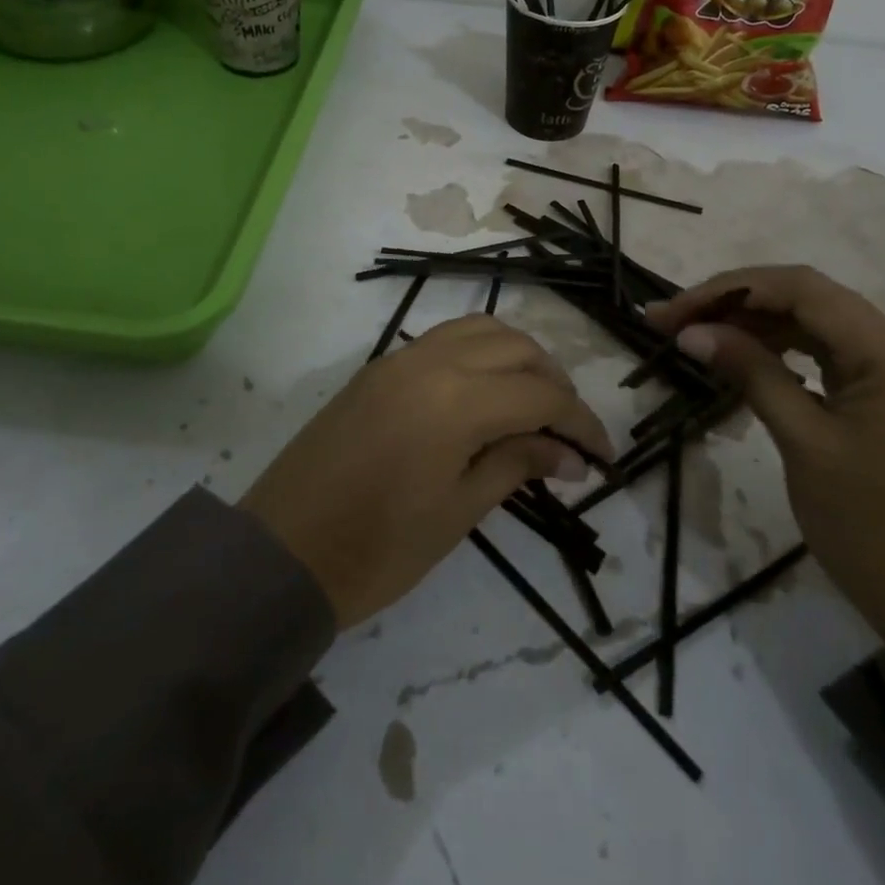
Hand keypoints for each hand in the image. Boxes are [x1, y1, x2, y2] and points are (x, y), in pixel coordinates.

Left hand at [240, 315, 611, 628]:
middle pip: (517, 347)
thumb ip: (515, 465)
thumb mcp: (457, 512)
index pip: (541, 393)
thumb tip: (567, 454)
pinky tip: (486, 392)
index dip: (581, 422)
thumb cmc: (376, 549)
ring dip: (518, 357)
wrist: (281, 554)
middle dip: (554, 381)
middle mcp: (431, 361)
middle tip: (568, 431)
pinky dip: (480, 352)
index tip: (603, 455)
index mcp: (456, 400)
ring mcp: (400, 357)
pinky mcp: (379, 366)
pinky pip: (445, 339)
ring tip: (533, 403)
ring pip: (481, 330)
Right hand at [647, 267, 884, 638]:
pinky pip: (837, 352)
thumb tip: (692, 332)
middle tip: (671, 321)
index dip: (729, 289)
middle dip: (736, 304)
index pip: (801, 289)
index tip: (674, 310)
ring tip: (697, 335)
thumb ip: (750, 373)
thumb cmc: (872, 528)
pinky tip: (746, 354)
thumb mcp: (804, 443)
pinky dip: (789, 349)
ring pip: (820, 324)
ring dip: (758, 325)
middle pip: (810, 300)